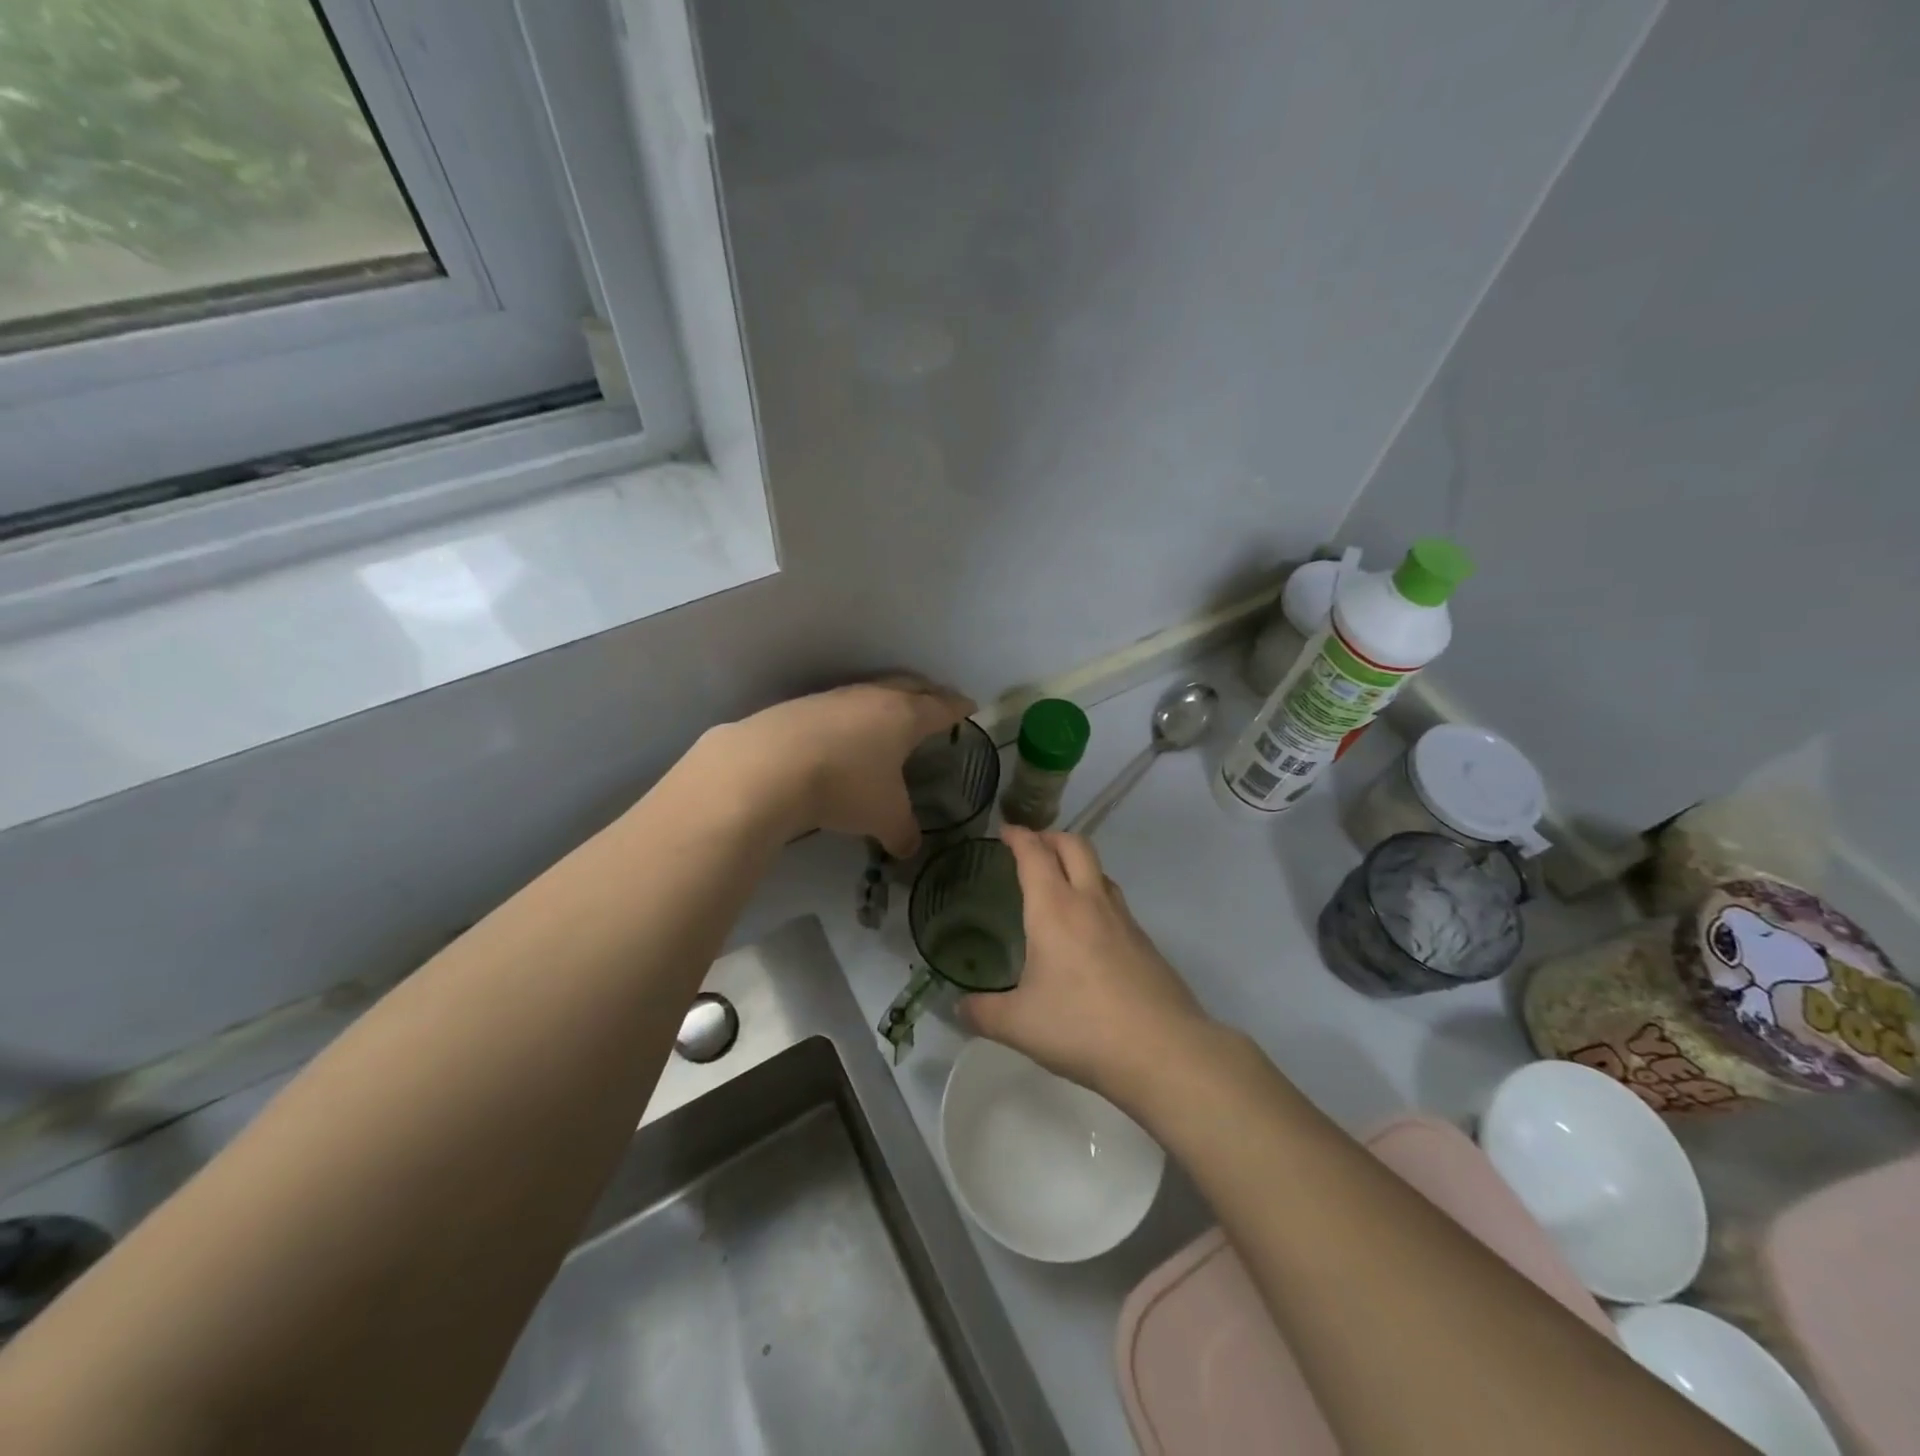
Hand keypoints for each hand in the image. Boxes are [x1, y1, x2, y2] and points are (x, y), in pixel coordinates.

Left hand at [693, 677, 974, 856]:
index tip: (970, 706)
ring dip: (888, 700)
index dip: (959, 708)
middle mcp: (874, 698)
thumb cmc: (845, 786)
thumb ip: (903, 832)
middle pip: (911, 686)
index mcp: (906, 716)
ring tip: (892, 715)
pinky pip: (841, 705)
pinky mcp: (803, 706)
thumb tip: (909, 849)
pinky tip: (845, 733)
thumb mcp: (883, 817)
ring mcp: (836, 698)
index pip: (942, 707)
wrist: (769, 766)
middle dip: (928, 693)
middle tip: (938, 702)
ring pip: (873, 691)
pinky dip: (854, 715)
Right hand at [961, 827, 1214, 1099]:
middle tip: (1032, 847)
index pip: (1035, 854)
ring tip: (1060, 884)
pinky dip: (1096, 897)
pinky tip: (1089, 931)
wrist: (1163, 1050)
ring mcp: (1124, 920)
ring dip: (1078, 865)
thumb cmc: (1081, 1027)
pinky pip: (1115, 903)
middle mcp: (1090, 902)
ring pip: (1100, 871)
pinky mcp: (1145, 942)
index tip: (1006, 831)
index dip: (1019, 837)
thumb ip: (982, 1012)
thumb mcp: (1018, 1025)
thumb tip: (959, 1008)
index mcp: (1054, 909)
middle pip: (1075, 846)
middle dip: (1051, 837)